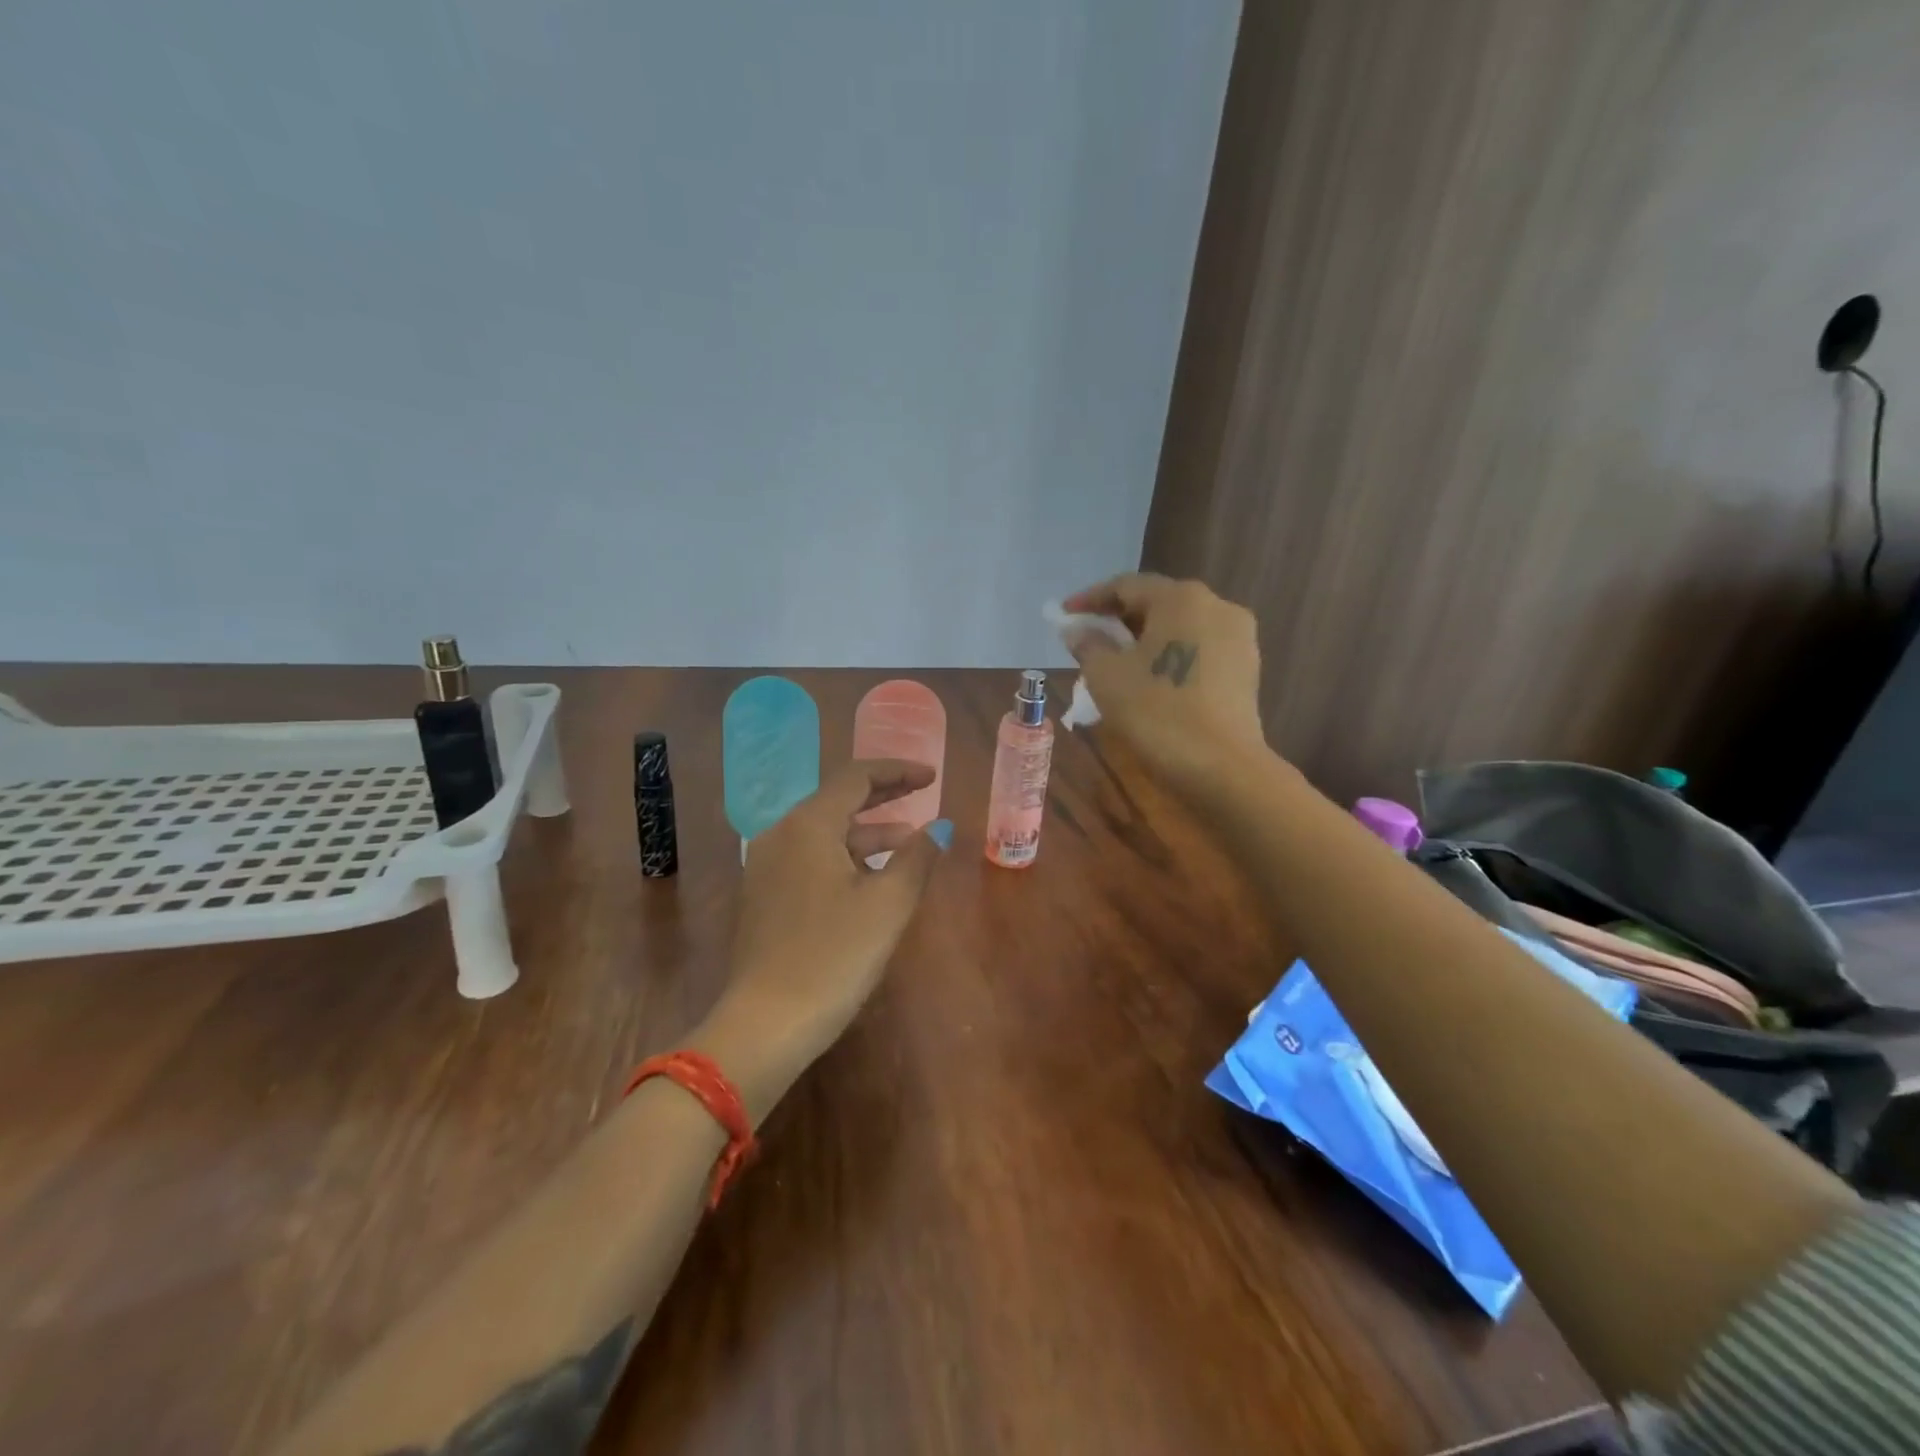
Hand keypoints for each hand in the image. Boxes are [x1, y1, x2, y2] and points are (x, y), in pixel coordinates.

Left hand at [697, 760, 947, 1118]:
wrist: (766, 1023)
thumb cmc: (834, 956)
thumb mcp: (888, 904)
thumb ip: (917, 857)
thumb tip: (939, 828)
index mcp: (808, 825)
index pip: (856, 778)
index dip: (898, 772)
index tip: (932, 777)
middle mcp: (781, 835)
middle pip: (837, 800)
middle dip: (883, 797)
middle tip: (922, 794)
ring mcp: (766, 866)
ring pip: (824, 833)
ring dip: (867, 833)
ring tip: (908, 844)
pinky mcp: (764, 896)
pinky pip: (811, 858)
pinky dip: (845, 857)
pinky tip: (870, 879)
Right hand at [1060, 572, 1268, 792]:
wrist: (1221, 767)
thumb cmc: (1156, 712)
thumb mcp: (1106, 676)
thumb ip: (1088, 644)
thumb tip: (1078, 630)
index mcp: (1181, 598)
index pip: (1126, 586)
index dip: (1090, 599)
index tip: (1065, 615)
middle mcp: (1216, 605)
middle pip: (1157, 602)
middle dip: (1120, 618)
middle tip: (1089, 638)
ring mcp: (1238, 637)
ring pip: (1180, 627)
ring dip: (1146, 638)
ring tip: (1118, 661)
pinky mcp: (1247, 668)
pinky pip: (1199, 649)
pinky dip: (1171, 655)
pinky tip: (1152, 679)